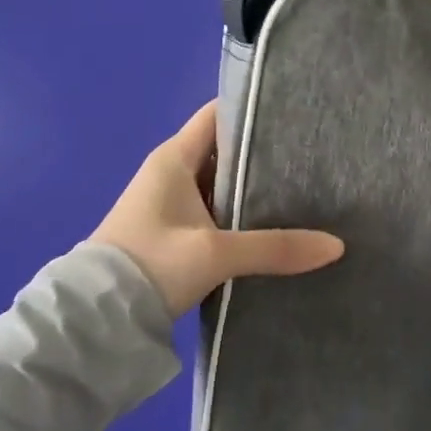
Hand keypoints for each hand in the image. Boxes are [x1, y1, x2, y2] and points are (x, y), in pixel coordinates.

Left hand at [92, 101, 344, 313]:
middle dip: (261, 152)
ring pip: (219, 182)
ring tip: (302, 187)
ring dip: (250, 186)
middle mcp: (170, 172)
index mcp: (174, 157)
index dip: (252, 109)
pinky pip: (212, 209)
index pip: (218, 114)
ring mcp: (168, 203)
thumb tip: (336, 246)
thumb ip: (275, 248)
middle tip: (310, 154)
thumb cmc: (151, 264)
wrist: (94, 322)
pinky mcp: (170, 232)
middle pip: (223, 148)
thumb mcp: (216, 254)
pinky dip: (237, 212)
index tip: (293, 113)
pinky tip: (270, 224)